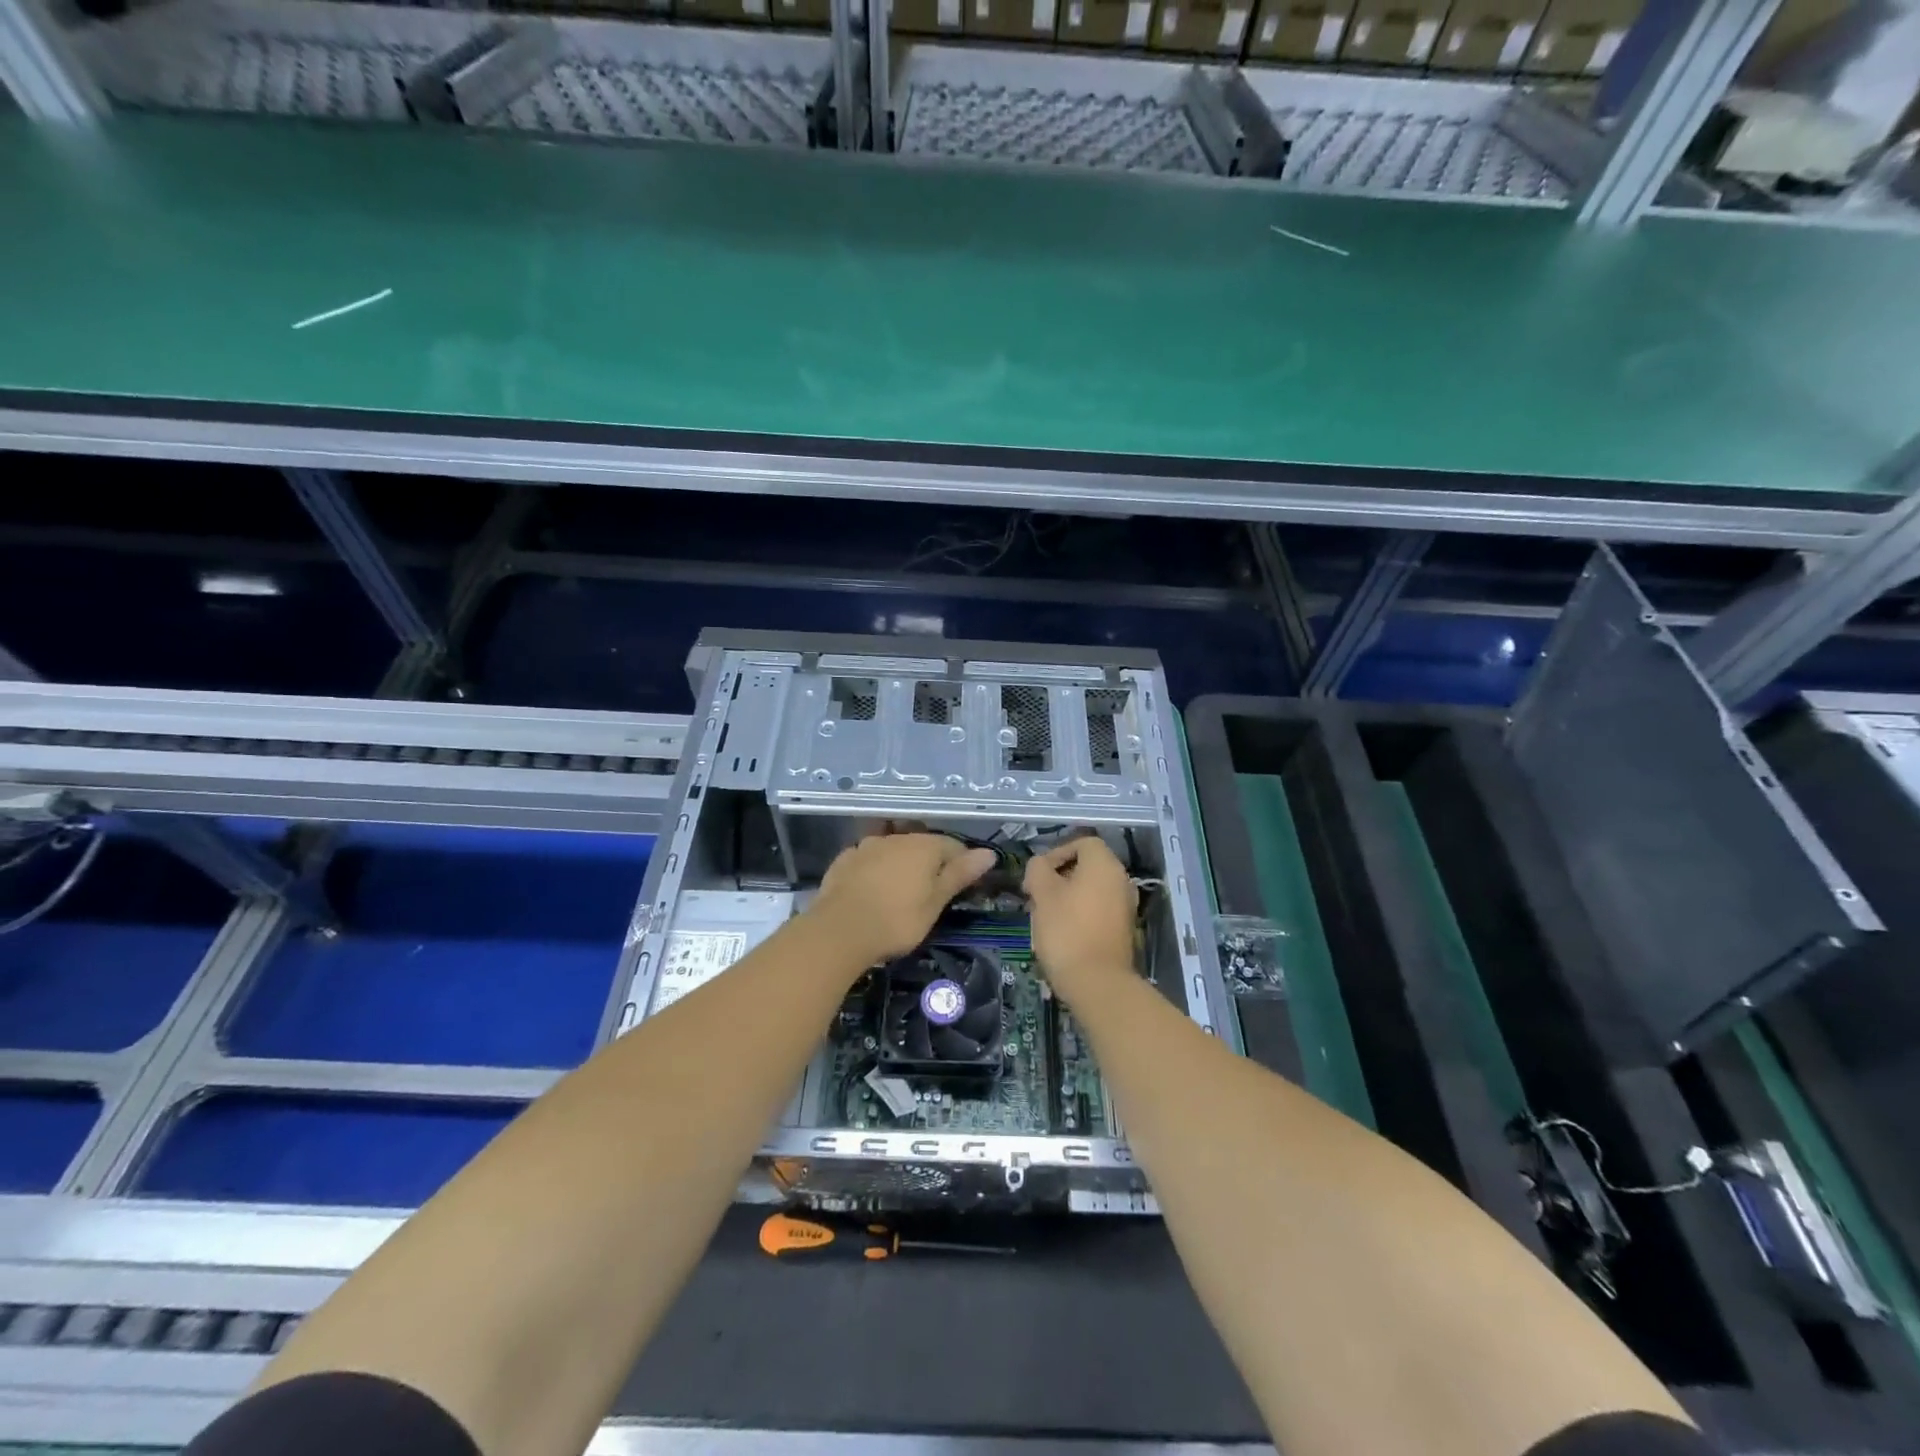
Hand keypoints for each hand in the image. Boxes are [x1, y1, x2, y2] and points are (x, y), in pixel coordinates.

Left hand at [810, 833, 996, 967]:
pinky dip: (876, 870)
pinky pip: (868, 860)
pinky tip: (873, 890)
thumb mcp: (935, 902)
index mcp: (924, 845)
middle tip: (932, 893)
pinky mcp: (844, 860)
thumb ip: (960, 874)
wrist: (839, 931)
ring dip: (901, 864)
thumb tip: (989, 852)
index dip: (962, 864)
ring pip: (893, 850)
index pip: (953, 846)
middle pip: (922, 845)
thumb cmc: (897, 920)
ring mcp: (866, 846)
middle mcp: (896, 838)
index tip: (963, 887)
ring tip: (901, 891)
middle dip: (930, 863)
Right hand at [1023, 835, 1137, 1002]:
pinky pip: (1099, 910)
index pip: (1082, 842)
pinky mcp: (1124, 930)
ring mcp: (1126, 906)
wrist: (1097, 983)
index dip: (1057, 852)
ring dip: (1067, 897)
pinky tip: (1062, 933)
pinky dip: (1081, 913)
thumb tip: (1040, 865)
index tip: (1037, 873)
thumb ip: (1038, 870)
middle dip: (1059, 877)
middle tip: (1036, 895)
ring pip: (1091, 889)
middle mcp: (1121, 880)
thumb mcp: (1042, 894)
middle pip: (1087, 866)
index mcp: (1105, 865)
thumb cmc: (1067, 930)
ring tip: (1044, 915)